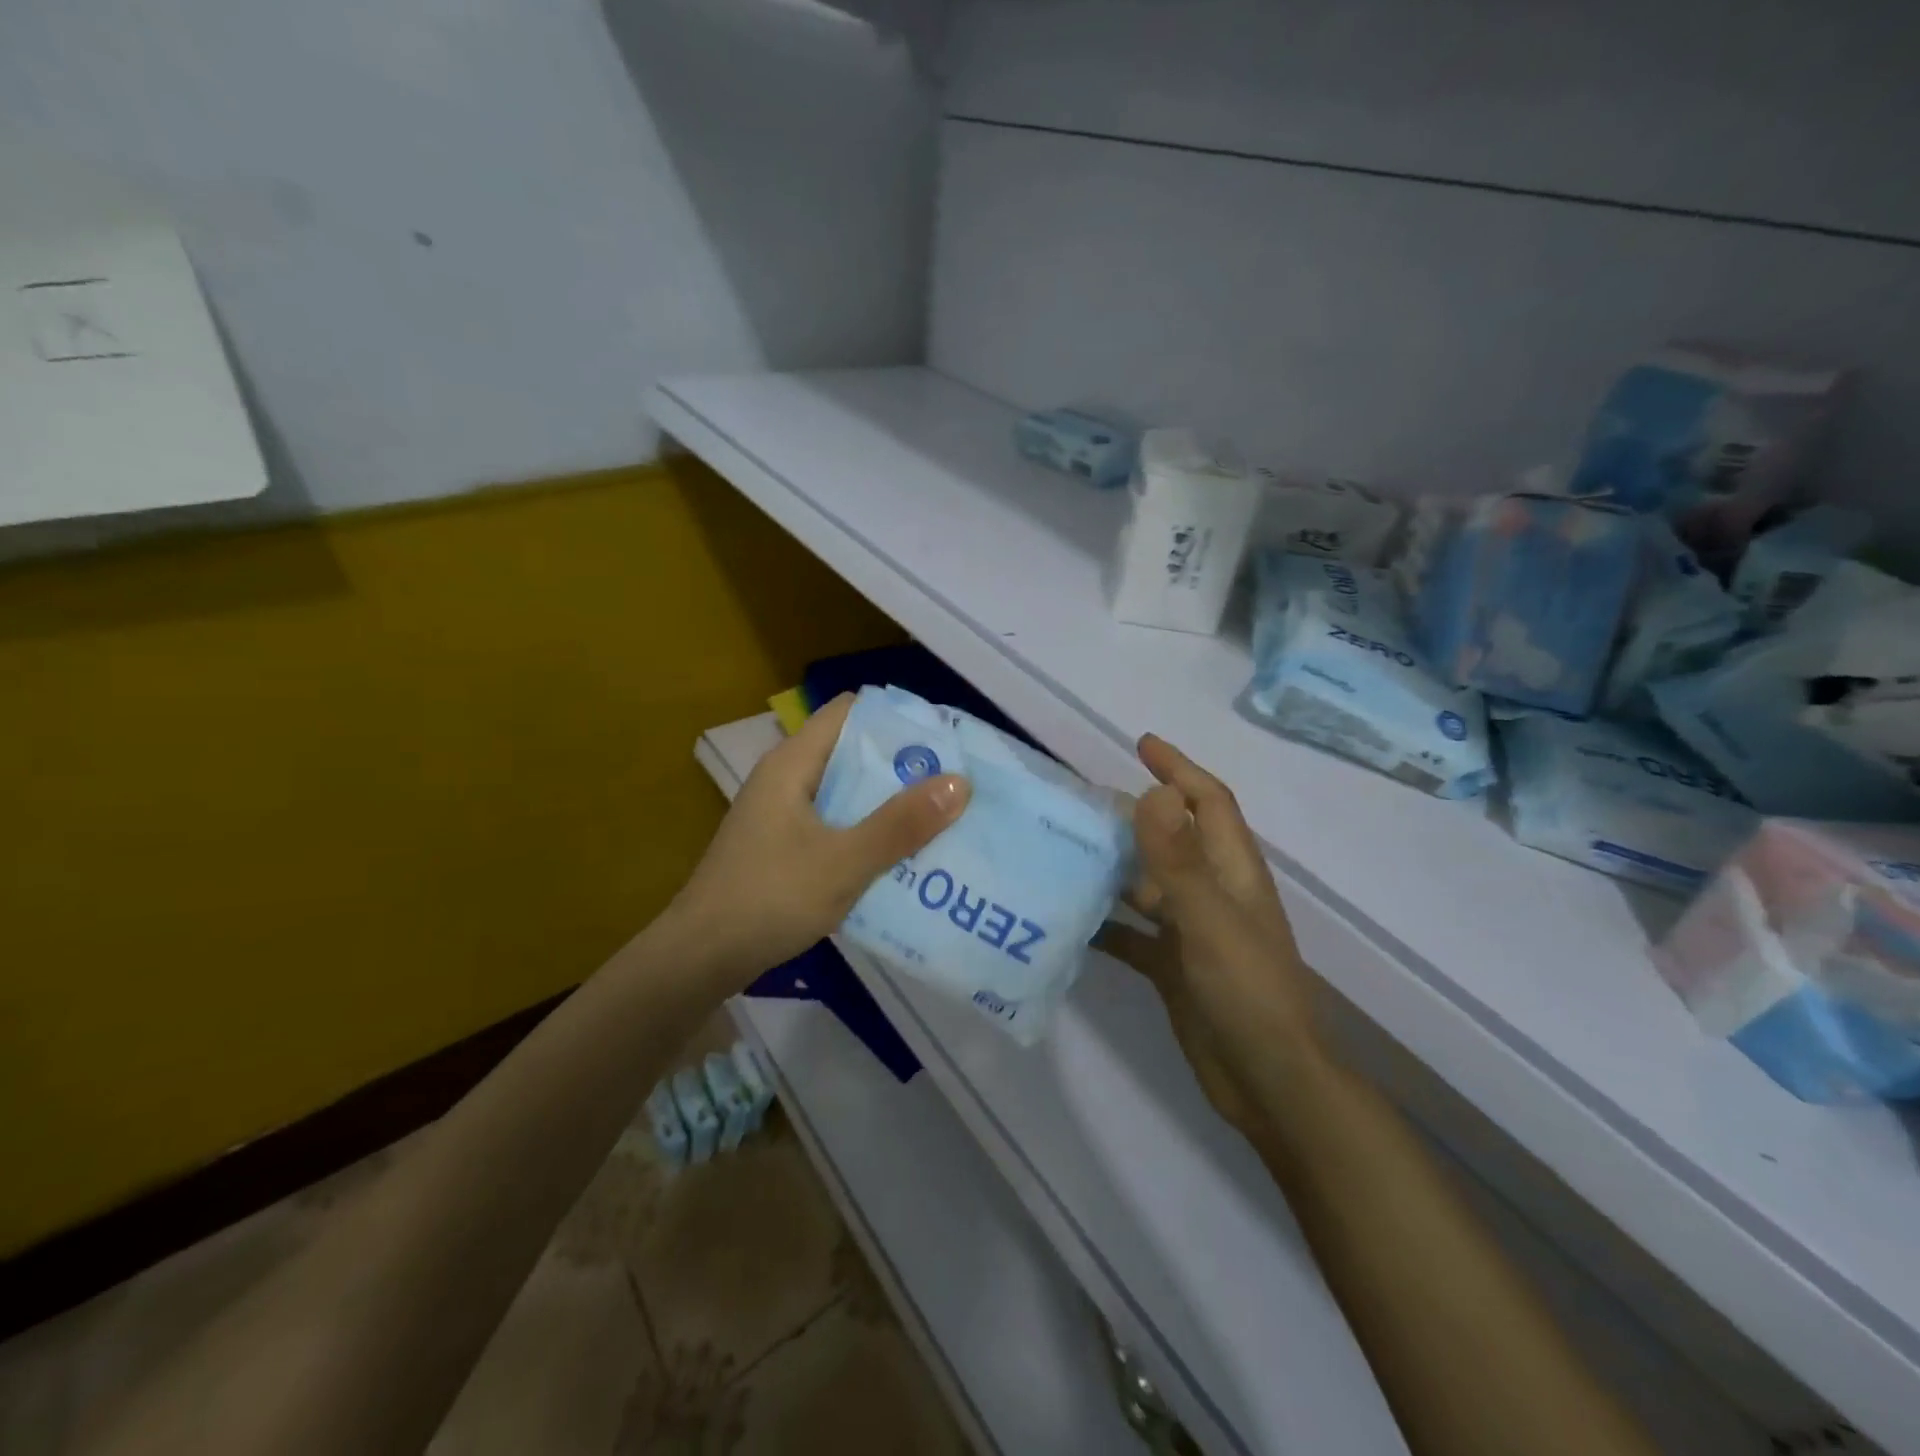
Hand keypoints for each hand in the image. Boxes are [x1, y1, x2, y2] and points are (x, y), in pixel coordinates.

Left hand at [670, 694, 969, 985]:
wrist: (700, 959)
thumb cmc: (768, 899)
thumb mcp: (843, 863)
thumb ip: (899, 825)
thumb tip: (959, 782)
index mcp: (793, 763)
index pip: (849, 712)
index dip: (896, 718)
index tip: (943, 738)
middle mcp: (786, 778)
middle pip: (852, 752)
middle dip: (902, 766)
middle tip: (954, 782)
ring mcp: (782, 814)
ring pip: (846, 792)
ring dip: (888, 803)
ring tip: (941, 817)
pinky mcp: (783, 846)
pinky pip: (835, 824)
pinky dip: (867, 832)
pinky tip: (900, 855)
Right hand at [1095, 735, 1319, 1129]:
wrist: (1269, 1083)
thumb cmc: (1247, 992)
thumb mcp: (1210, 920)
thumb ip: (1179, 859)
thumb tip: (1155, 791)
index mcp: (1232, 872)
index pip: (1208, 802)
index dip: (1180, 769)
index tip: (1141, 745)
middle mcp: (1213, 894)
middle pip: (1171, 839)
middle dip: (1133, 815)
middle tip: (1080, 802)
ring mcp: (1192, 932)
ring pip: (1147, 884)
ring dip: (1113, 866)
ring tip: (1064, 850)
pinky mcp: (1174, 967)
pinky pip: (1133, 933)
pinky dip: (1106, 923)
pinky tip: (1069, 919)